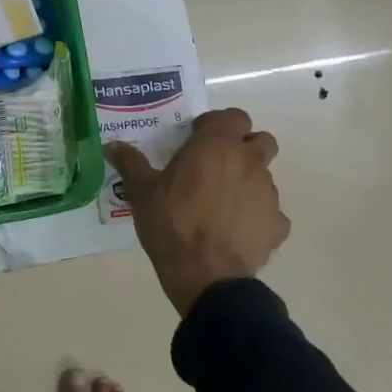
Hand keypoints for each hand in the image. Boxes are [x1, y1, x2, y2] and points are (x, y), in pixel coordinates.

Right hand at [105, 107, 288, 315]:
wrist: (206, 275)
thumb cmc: (172, 222)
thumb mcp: (141, 191)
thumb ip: (130, 162)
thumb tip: (113, 145)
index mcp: (217, 145)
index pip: (233, 116)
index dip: (217, 124)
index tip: (197, 138)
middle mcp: (249, 162)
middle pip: (261, 140)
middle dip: (244, 147)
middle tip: (217, 164)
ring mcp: (268, 194)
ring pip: (265, 176)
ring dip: (247, 181)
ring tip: (221, 203)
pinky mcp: (278, 225)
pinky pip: (270, 213)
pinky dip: (256, 216)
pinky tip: (235, 231)